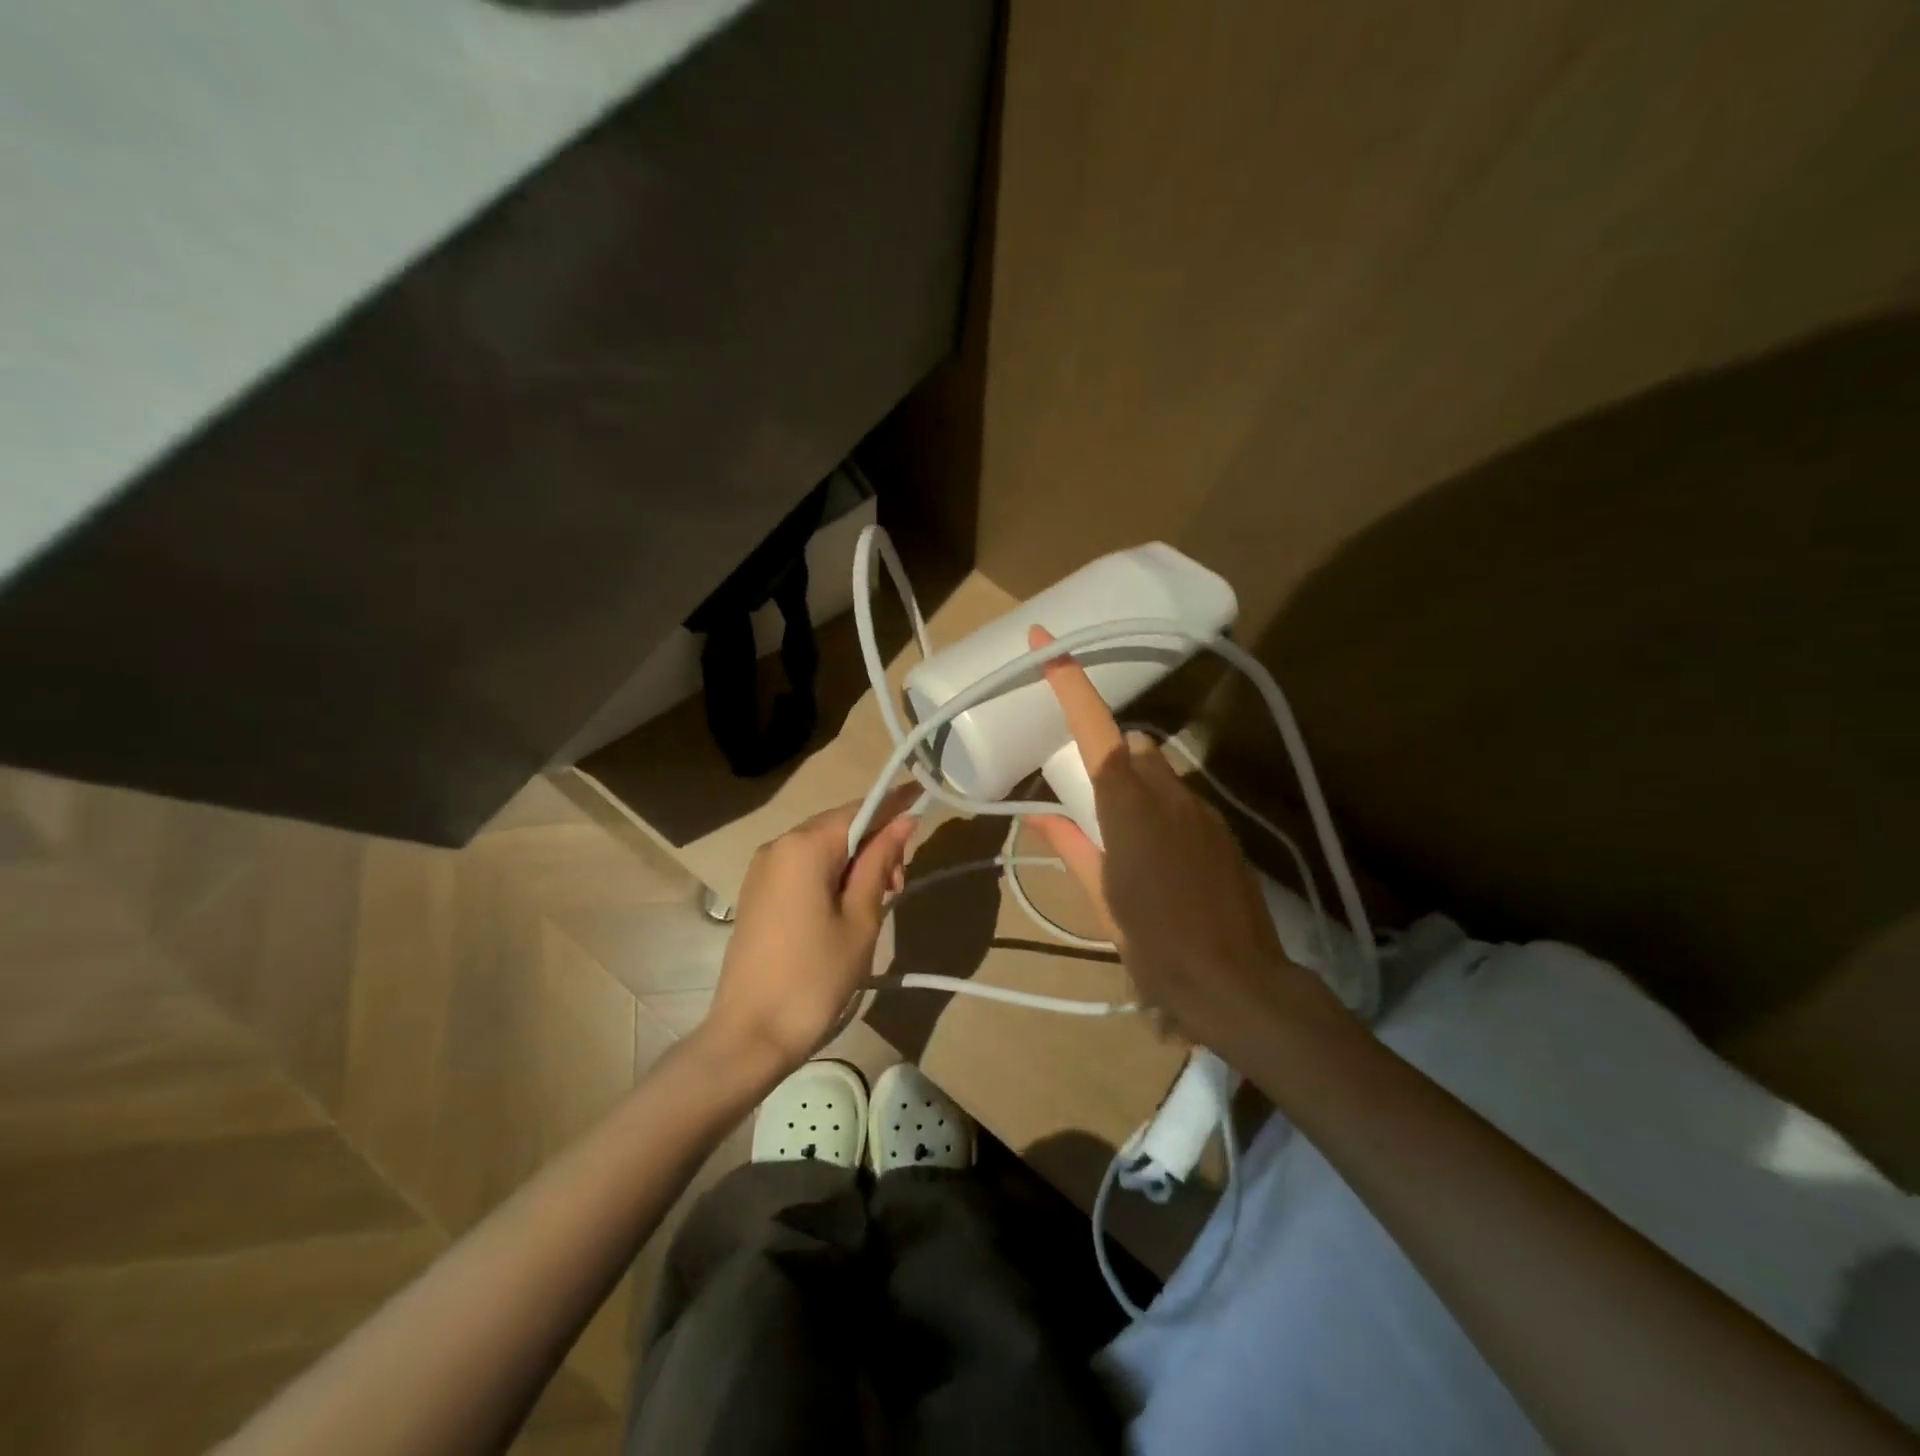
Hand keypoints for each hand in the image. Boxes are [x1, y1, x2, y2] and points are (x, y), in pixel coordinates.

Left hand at [700, 788, 917, 1073]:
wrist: (750, 1034)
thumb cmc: (815, 977)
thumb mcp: (860, 918)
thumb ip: (880, 862)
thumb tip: (903, 820)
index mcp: (804, 846)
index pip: (860, 809)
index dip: (894, 805)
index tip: (925, 803)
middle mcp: (778, 845)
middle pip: (839, 826)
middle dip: (875, 843)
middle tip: (898, 885)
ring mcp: (762, 869)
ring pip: (822, 847)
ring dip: (855, 862)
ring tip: (878, 901)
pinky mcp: (757, 892)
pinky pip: (802, 867)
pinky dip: (831, 875)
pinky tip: (846, 906)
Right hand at [1026, 627, 1343, 1055]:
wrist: (1238, 983)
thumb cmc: (1155, 945)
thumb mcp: (1100, 898)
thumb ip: (1069, 845)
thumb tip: (1038, 813)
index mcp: (1126, 806)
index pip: (1094, 728)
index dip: (1069, 681)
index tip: (1045, 643)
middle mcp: (1166, 792)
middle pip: (1130, 746)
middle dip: (1106, 757)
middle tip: (1090, 803)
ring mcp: (1201, 808)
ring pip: (1159, 770)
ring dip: (1135, 785)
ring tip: (1127, 839)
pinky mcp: (1221, 829)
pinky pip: (1182, 798)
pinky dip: (1162, 808)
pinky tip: (1162, 859)